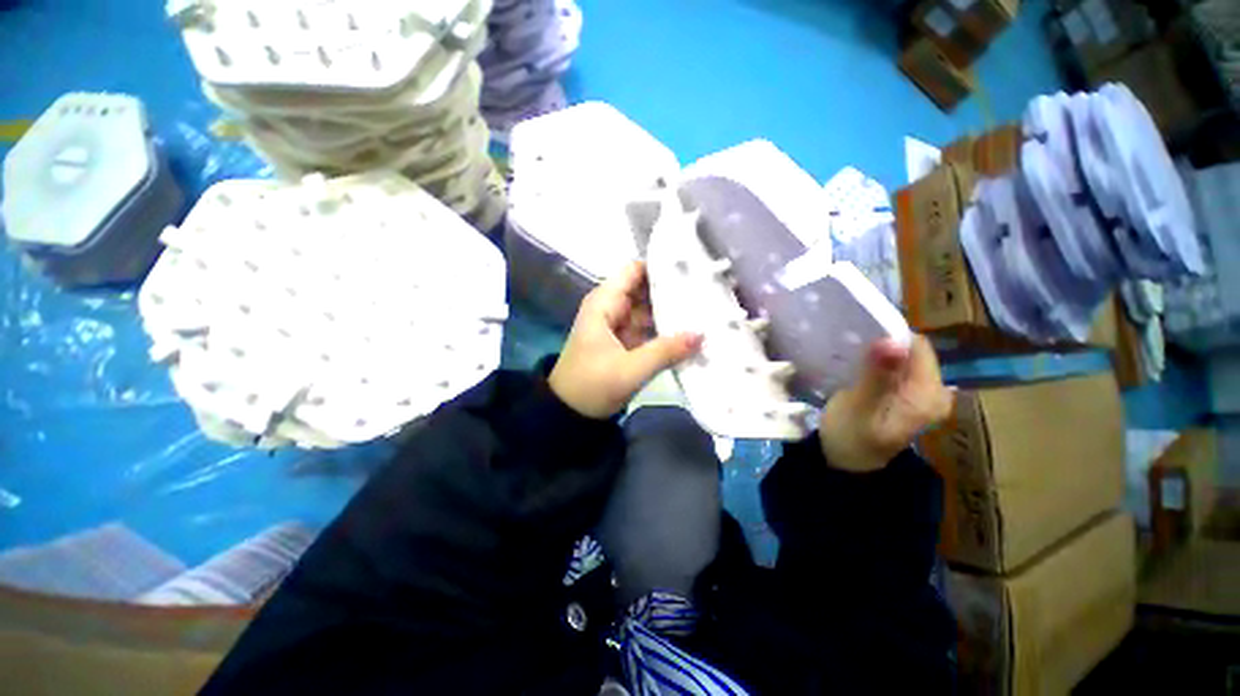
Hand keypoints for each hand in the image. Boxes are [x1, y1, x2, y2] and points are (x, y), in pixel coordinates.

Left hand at [549, 262, 702, 418]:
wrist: (569, 414)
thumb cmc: (591, 386)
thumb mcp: (629, 370)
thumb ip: (666, 351)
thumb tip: (701, 334)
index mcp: (604, 303)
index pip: (635, 271)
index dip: (661, 267)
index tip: (692, 268)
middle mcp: (611, 307)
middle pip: (645, 289)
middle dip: (673, 290)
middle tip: (707, 290)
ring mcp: (618, 325)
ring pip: (648, 309)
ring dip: (671, 311)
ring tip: (706, 309)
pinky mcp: (623, 341)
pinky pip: (647, 328)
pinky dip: (665, 330)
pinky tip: (689, 332)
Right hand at [819, 335, 953, 471]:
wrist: (844, 460)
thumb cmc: (849, 436)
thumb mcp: (859, 407)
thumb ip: (877, 376)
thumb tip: (892, 340)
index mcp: (930, 395)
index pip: (917, 347)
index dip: (889, 336)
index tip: (858, 335)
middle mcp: (935, 391)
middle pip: (912, 351)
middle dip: (883, 344)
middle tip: (851, 349)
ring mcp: (923, 393)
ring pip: (903, 357)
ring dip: (879, 352)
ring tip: (852, 356)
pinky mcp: (908, 394)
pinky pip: (896, 366)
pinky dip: (878, 362)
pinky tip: (859, 367)